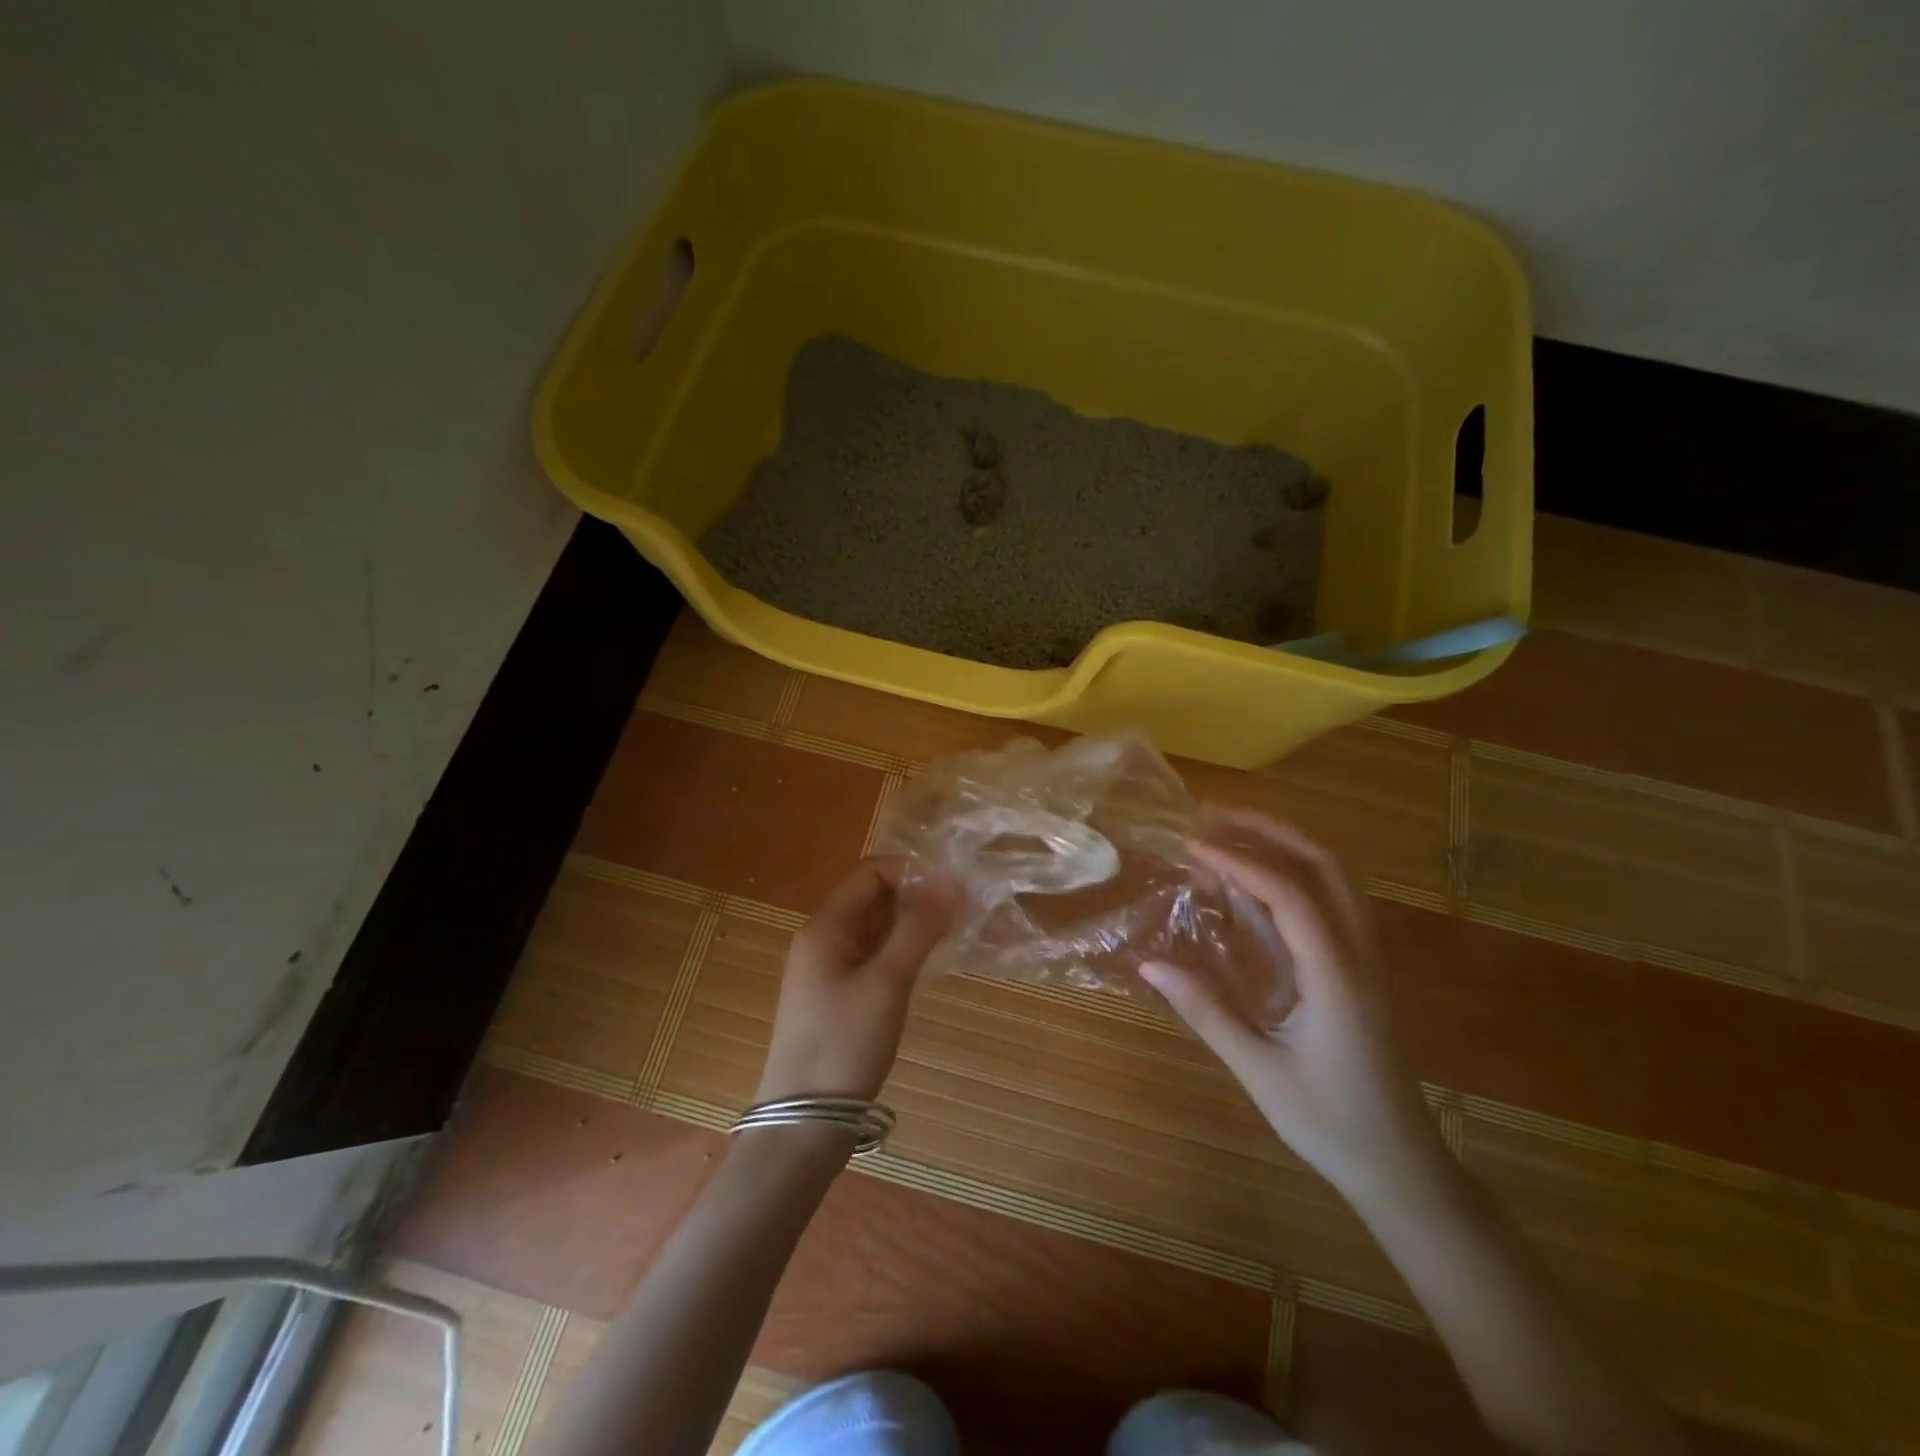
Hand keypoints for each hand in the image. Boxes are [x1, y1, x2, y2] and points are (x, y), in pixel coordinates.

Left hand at [754, 857, 957, 1106]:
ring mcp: (825, 970)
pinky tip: (925, 963)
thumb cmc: (844, 1043)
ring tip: (951, 933)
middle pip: (870, 899)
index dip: (910, 872)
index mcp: (824, 927)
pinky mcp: (835, 997)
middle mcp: (821, 940)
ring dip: (909, 925)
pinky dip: (897, 952)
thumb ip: (918, 929)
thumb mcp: (887, 982)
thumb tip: (949, 883)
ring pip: (872, 930)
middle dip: (914, 898)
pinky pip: (869, 957)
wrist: (804, 1121)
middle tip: (959, 911)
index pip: (869, 874)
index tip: (951, 886)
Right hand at [1141, 809, 1440, 1196]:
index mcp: (1335, 975)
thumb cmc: (1329, 1122)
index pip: (1289, 893)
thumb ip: (1205, 1011)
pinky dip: (1296, 869)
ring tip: (1233, 829)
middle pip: (1326, 865)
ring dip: (1286, 842)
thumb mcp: (1259, 1071)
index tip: (1192, 844)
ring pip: (1337, 876)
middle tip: (1214, 815)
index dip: (1240, 859)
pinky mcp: (1361, 966)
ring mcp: (1366, 957)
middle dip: (1269, 829)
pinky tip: (1259, 878)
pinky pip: (1334, 897)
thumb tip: (1149, 963)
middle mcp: (1358, 953)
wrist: (1401, 1167)